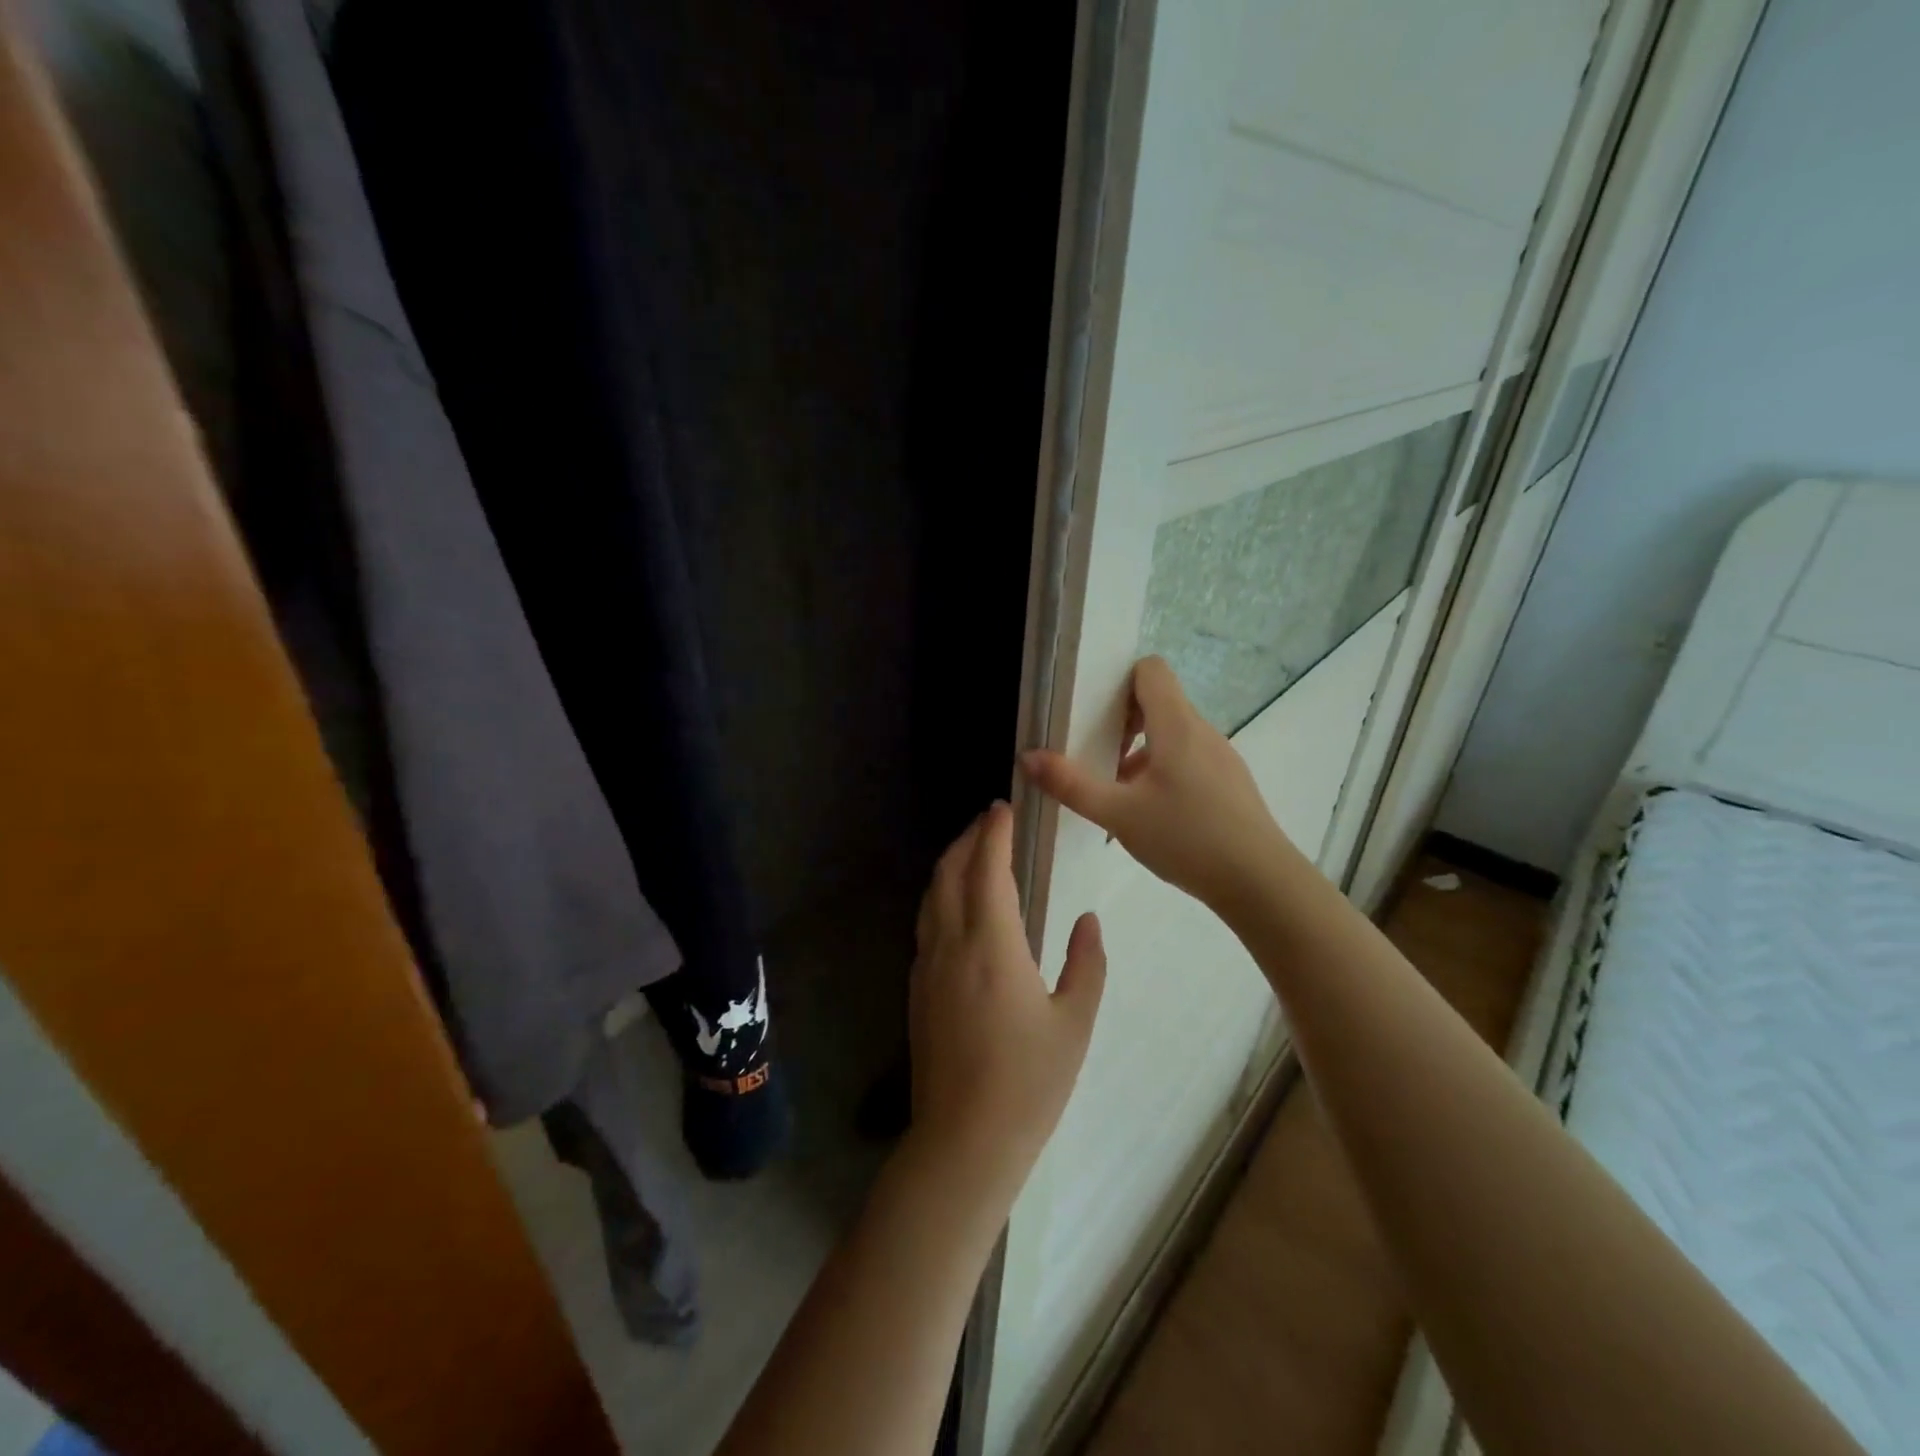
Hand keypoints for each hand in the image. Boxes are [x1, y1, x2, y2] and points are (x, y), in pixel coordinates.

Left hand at [909, 802, 1105, 1203]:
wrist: (963, 1141)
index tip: (1004, 808)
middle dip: (969, 839)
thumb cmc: (1028, 1083)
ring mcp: (926, 967)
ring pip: (931, 896)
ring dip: (950, 864)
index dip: (994, 833)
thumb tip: (1088, 921)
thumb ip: (1086, 964)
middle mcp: (950, 944)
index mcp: (991, 945)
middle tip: (991, 821)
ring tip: (973, 851)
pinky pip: (926, 923)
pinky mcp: (916, 989)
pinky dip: (941, 895)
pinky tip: (957, 905)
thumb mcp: (1074, 1023)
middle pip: (950, 872)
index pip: (987, 868)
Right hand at [1022, 656, 1289, 909]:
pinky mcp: (1230, 782)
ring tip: (1118, 793)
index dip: (1119, 682)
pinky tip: (1152, 815)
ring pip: (1172, 734)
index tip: (1096, 716)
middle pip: (1159, 702)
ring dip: (1141, 752)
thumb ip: (1071, 785)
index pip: (1151, 669)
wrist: (1259, 882)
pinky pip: (1189, 759)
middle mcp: (1202, 731)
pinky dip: (1164, 771)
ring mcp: (1221, 757)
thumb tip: (1027, 757)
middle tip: (1097, 757)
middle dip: (1122, 723)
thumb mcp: (1118, 814)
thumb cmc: (1186, 838)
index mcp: (1176, 725)